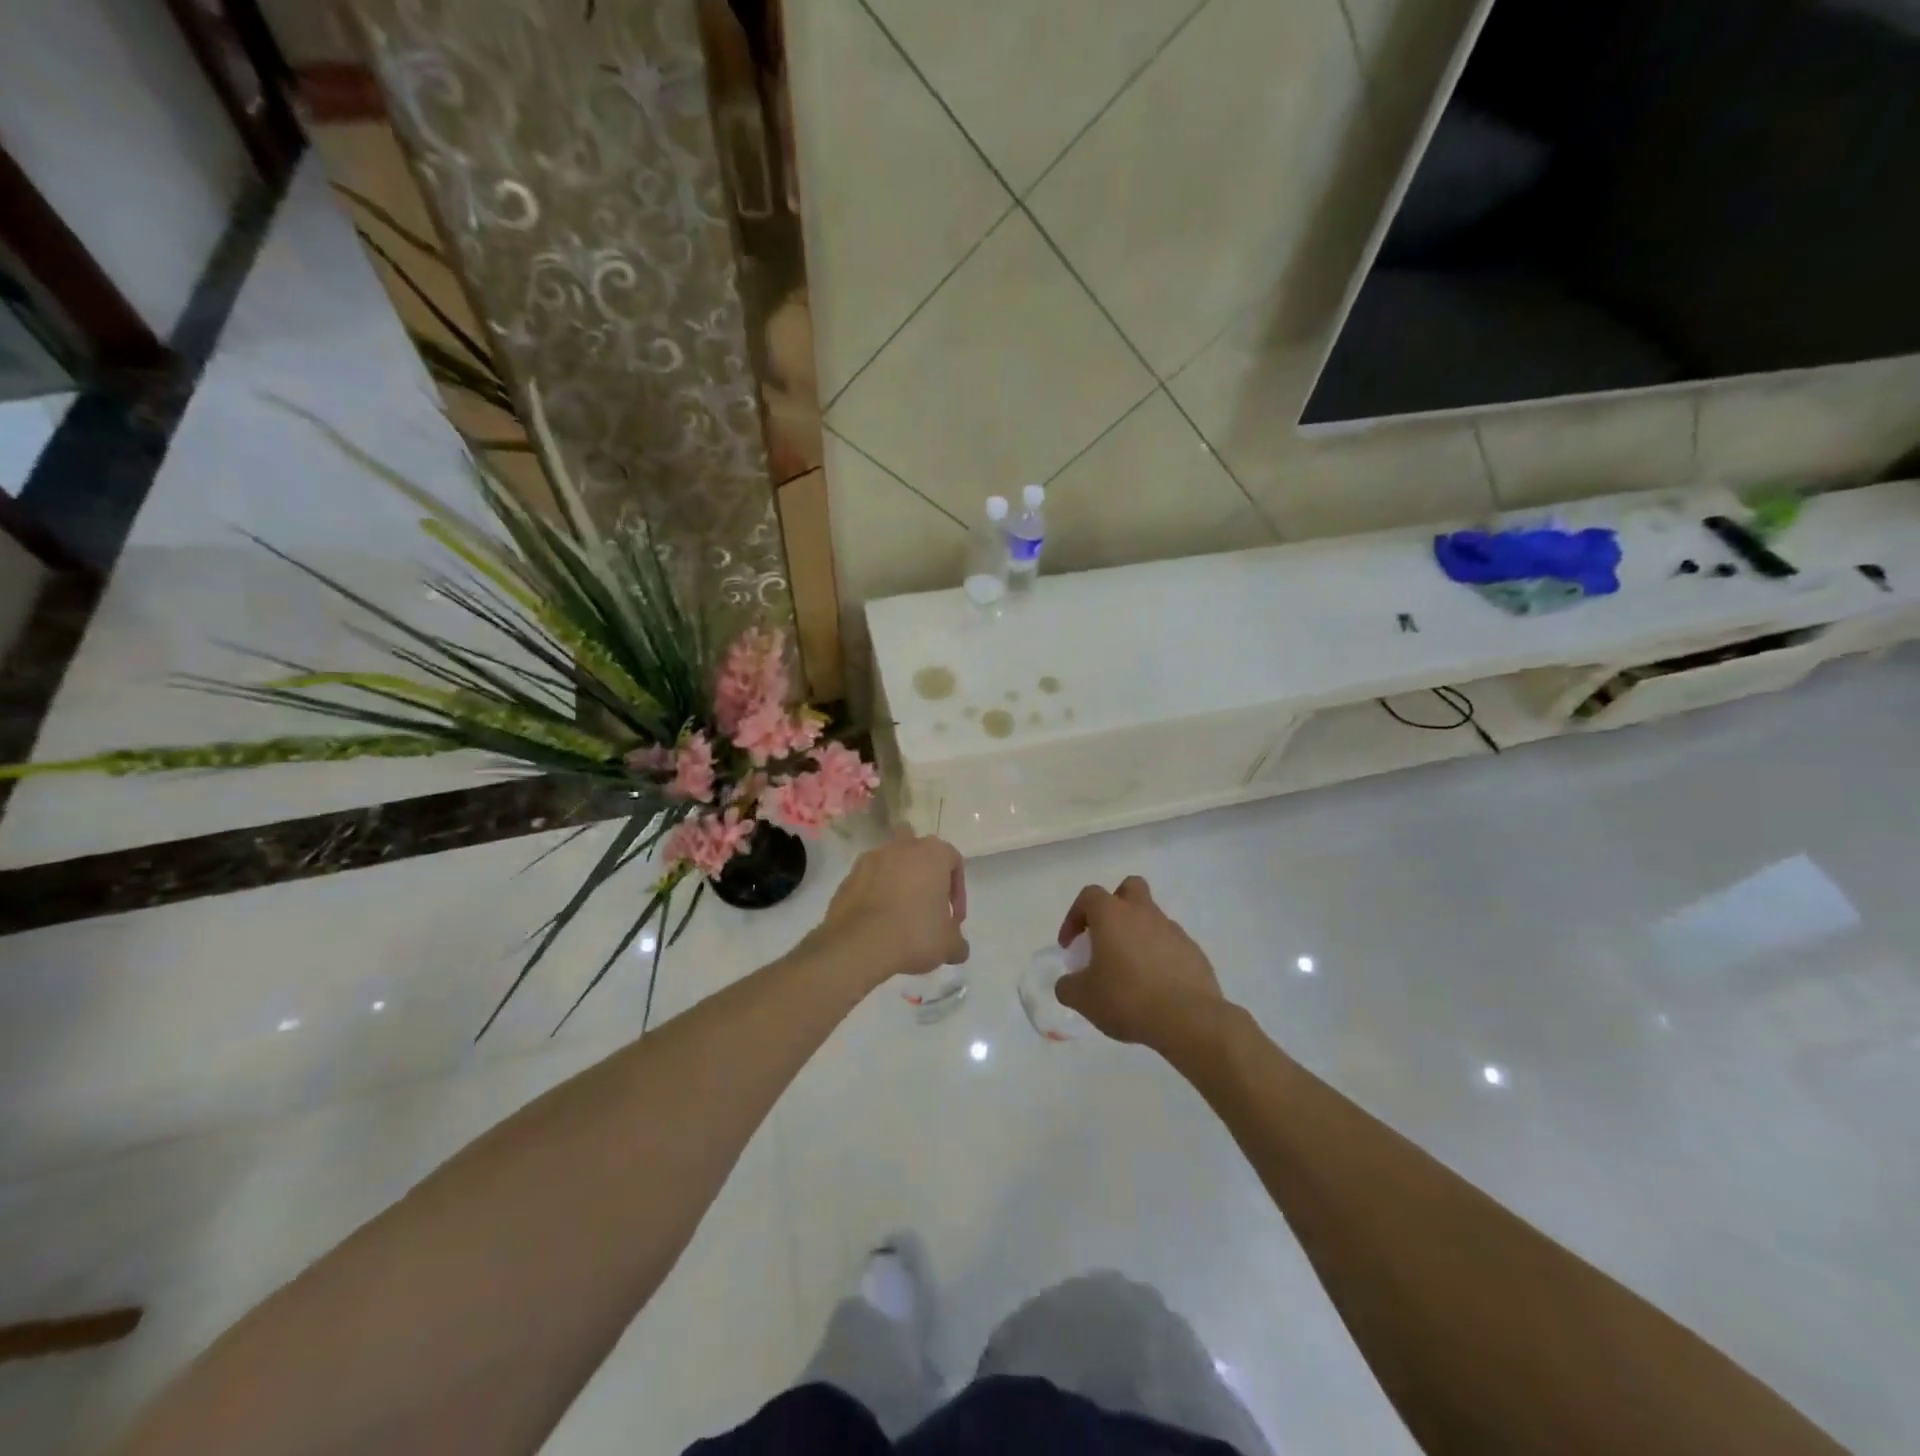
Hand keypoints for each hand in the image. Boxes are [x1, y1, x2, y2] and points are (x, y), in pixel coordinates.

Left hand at [812, 827, 968, 985]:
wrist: (858, 944)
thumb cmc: (914, 934)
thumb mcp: (948, 946)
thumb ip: (958, 943)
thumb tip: (958, 949)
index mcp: (933, 853)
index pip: (954, 862)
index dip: (958, 892)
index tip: (953, 920)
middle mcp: (902, 847)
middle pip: (919, 854)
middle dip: (925, 875)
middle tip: (926, 907)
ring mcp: (871, 859)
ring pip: (891, 864)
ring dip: (898, 882)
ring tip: (900, 915)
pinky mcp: (848, 876)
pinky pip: (869, 881)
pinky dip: (875, 894)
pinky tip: (877, 922)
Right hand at [1055, 876, 1226, 1055]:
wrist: (1187, 1020)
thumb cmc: (1126, 999)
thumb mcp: (1083, 998)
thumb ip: (1068, 986)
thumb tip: (1068, 983)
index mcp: (1112, 915)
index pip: (1089, 896)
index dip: (1075, 916)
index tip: (1070, 945)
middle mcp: (1143, 913)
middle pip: (1130, 889)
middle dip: (1115, 905)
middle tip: (1106, 936)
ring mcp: (1173, 931)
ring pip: (1152, 919)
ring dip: (1138, 936)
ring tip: (1131, 971)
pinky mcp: (1194, 952)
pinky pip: (1171, 945)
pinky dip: (1160, 957)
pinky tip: (1156, 987)